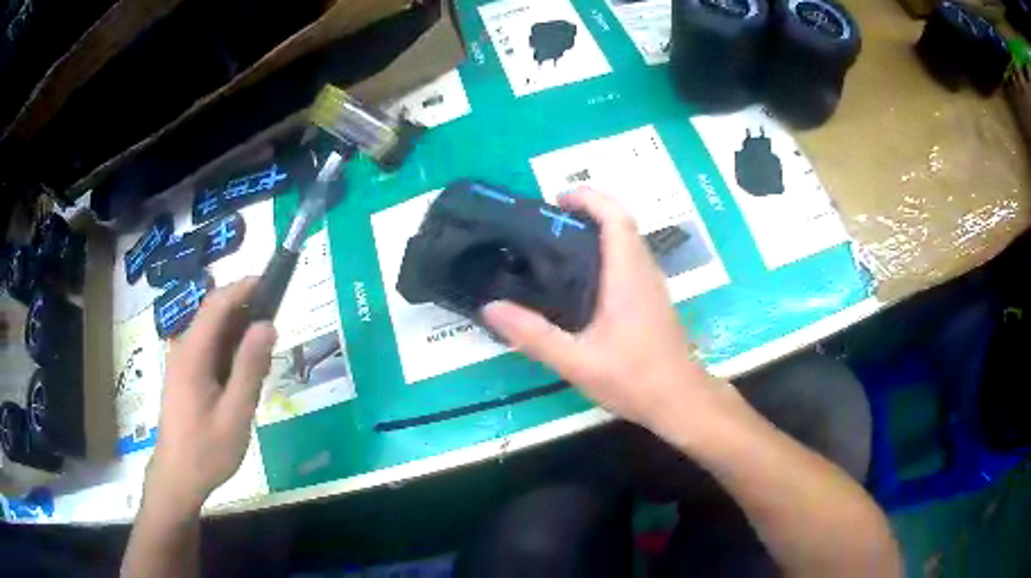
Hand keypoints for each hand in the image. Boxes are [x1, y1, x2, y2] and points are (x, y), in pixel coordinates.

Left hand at [146, 278, 276, 510]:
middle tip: (276, 324)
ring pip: (212, 334)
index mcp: (192, 354)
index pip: (217, 304)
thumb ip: (250, 368)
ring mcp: (182, 363)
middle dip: (245, 309)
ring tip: (265, 350)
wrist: (178, 478)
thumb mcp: (235, 414)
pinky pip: (209, 351)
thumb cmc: (206, 451)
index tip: (272, 282)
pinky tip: (244, 373)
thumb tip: (267, 325)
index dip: (243, 287)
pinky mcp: (184, 376)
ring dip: (238, 333)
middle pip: (214, 315)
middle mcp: (183, 350)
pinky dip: (229, 351)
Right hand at [482, 188, 716, 429]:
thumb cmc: (633, 378)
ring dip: (599, 231)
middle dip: (588, 211)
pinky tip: (583, 281)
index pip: (615, 217)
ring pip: (627, 242)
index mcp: (627, 275)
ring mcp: (652, 285)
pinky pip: (630, 260)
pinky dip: (607, 252)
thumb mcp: (576, 361)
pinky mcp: (653, 300)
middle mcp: (644, 271)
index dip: (589, 198)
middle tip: (549, 222)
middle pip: (621, 223)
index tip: (557, 199)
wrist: (679, 400)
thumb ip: (533, 335)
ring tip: (558, 245)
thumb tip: (491, 308)